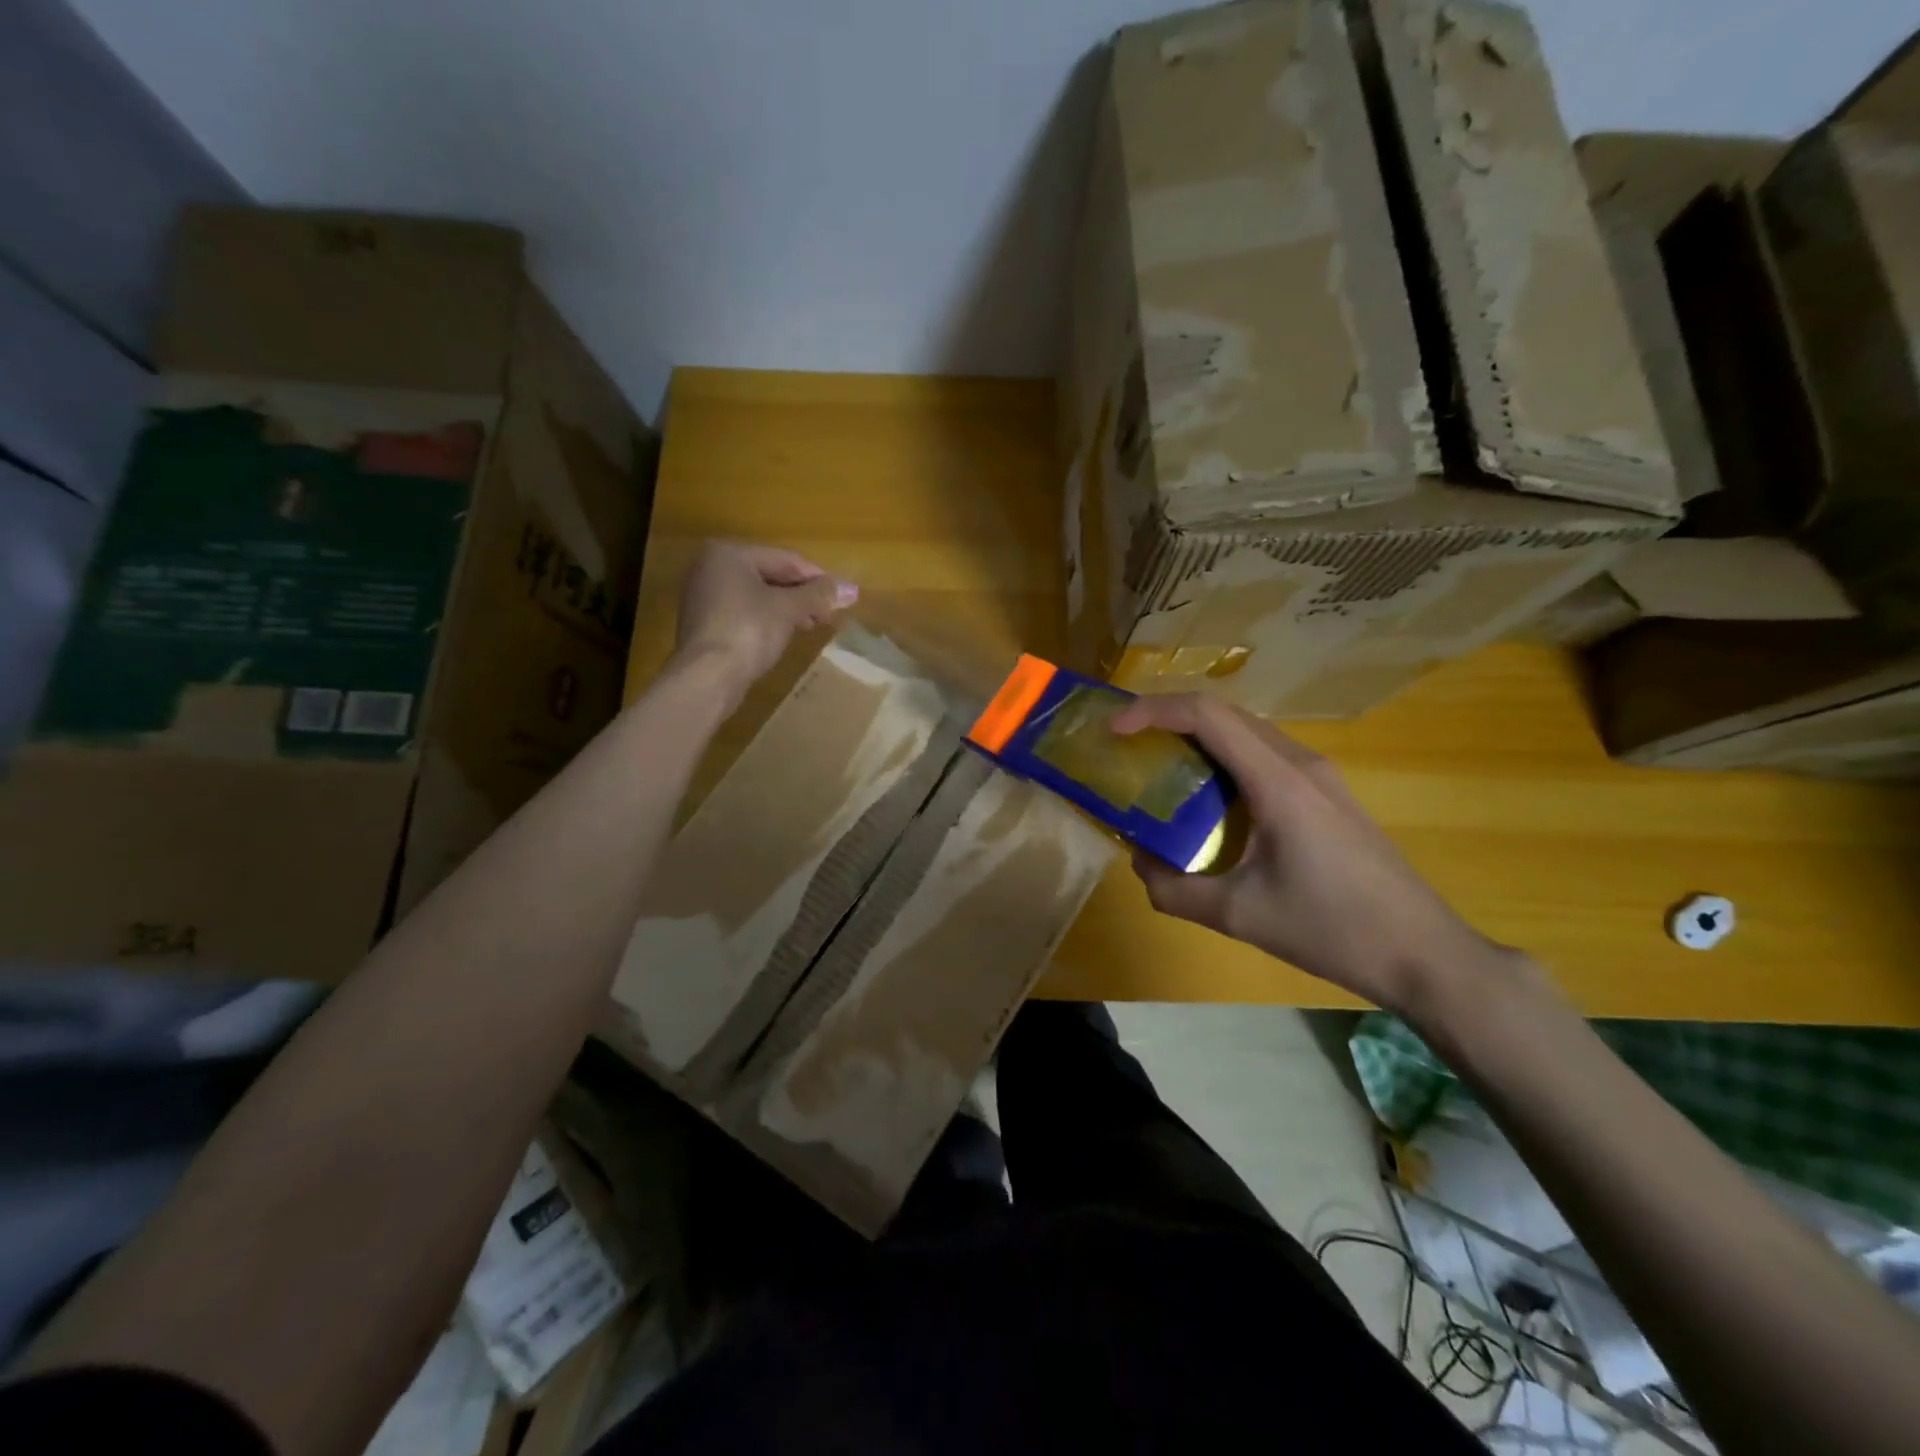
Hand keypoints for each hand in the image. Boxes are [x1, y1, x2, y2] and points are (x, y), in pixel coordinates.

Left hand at [672, 539, 857, 700]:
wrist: (707, 677)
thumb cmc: (749, 630)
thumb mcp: (789, 609)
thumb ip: (819, 595)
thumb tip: (851, 589)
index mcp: (729, 553)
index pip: (786, 559)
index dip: (818, 577)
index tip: (843, 596)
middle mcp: (711, 567)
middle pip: (771, 575)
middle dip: (804, 594)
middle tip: (830, 613)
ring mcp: (705, 596)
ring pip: (758, 595)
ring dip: (789, 608)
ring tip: (814, 624)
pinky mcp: (706, 623)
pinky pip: (745, 612)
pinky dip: (768, 619)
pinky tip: (787, 633)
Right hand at [1109, 693, 1504, 1014]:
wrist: (1425, 954)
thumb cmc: (1332, 930)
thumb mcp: (1239, 916)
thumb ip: (1174, 890)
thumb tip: (1140, 862)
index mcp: (1278, 781)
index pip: (1207, 715)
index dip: (1152, 711)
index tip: (1113, 730)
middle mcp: (1300, 763)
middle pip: (1226, 714)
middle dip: (1169, 718)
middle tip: (1128, 744)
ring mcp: (1321, 776)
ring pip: (1248, 732)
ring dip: (1199, 737)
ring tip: (1160, 764)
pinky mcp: (1329, 795)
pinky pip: (1266, 756)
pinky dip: (1226, 758)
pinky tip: (1211, 797)